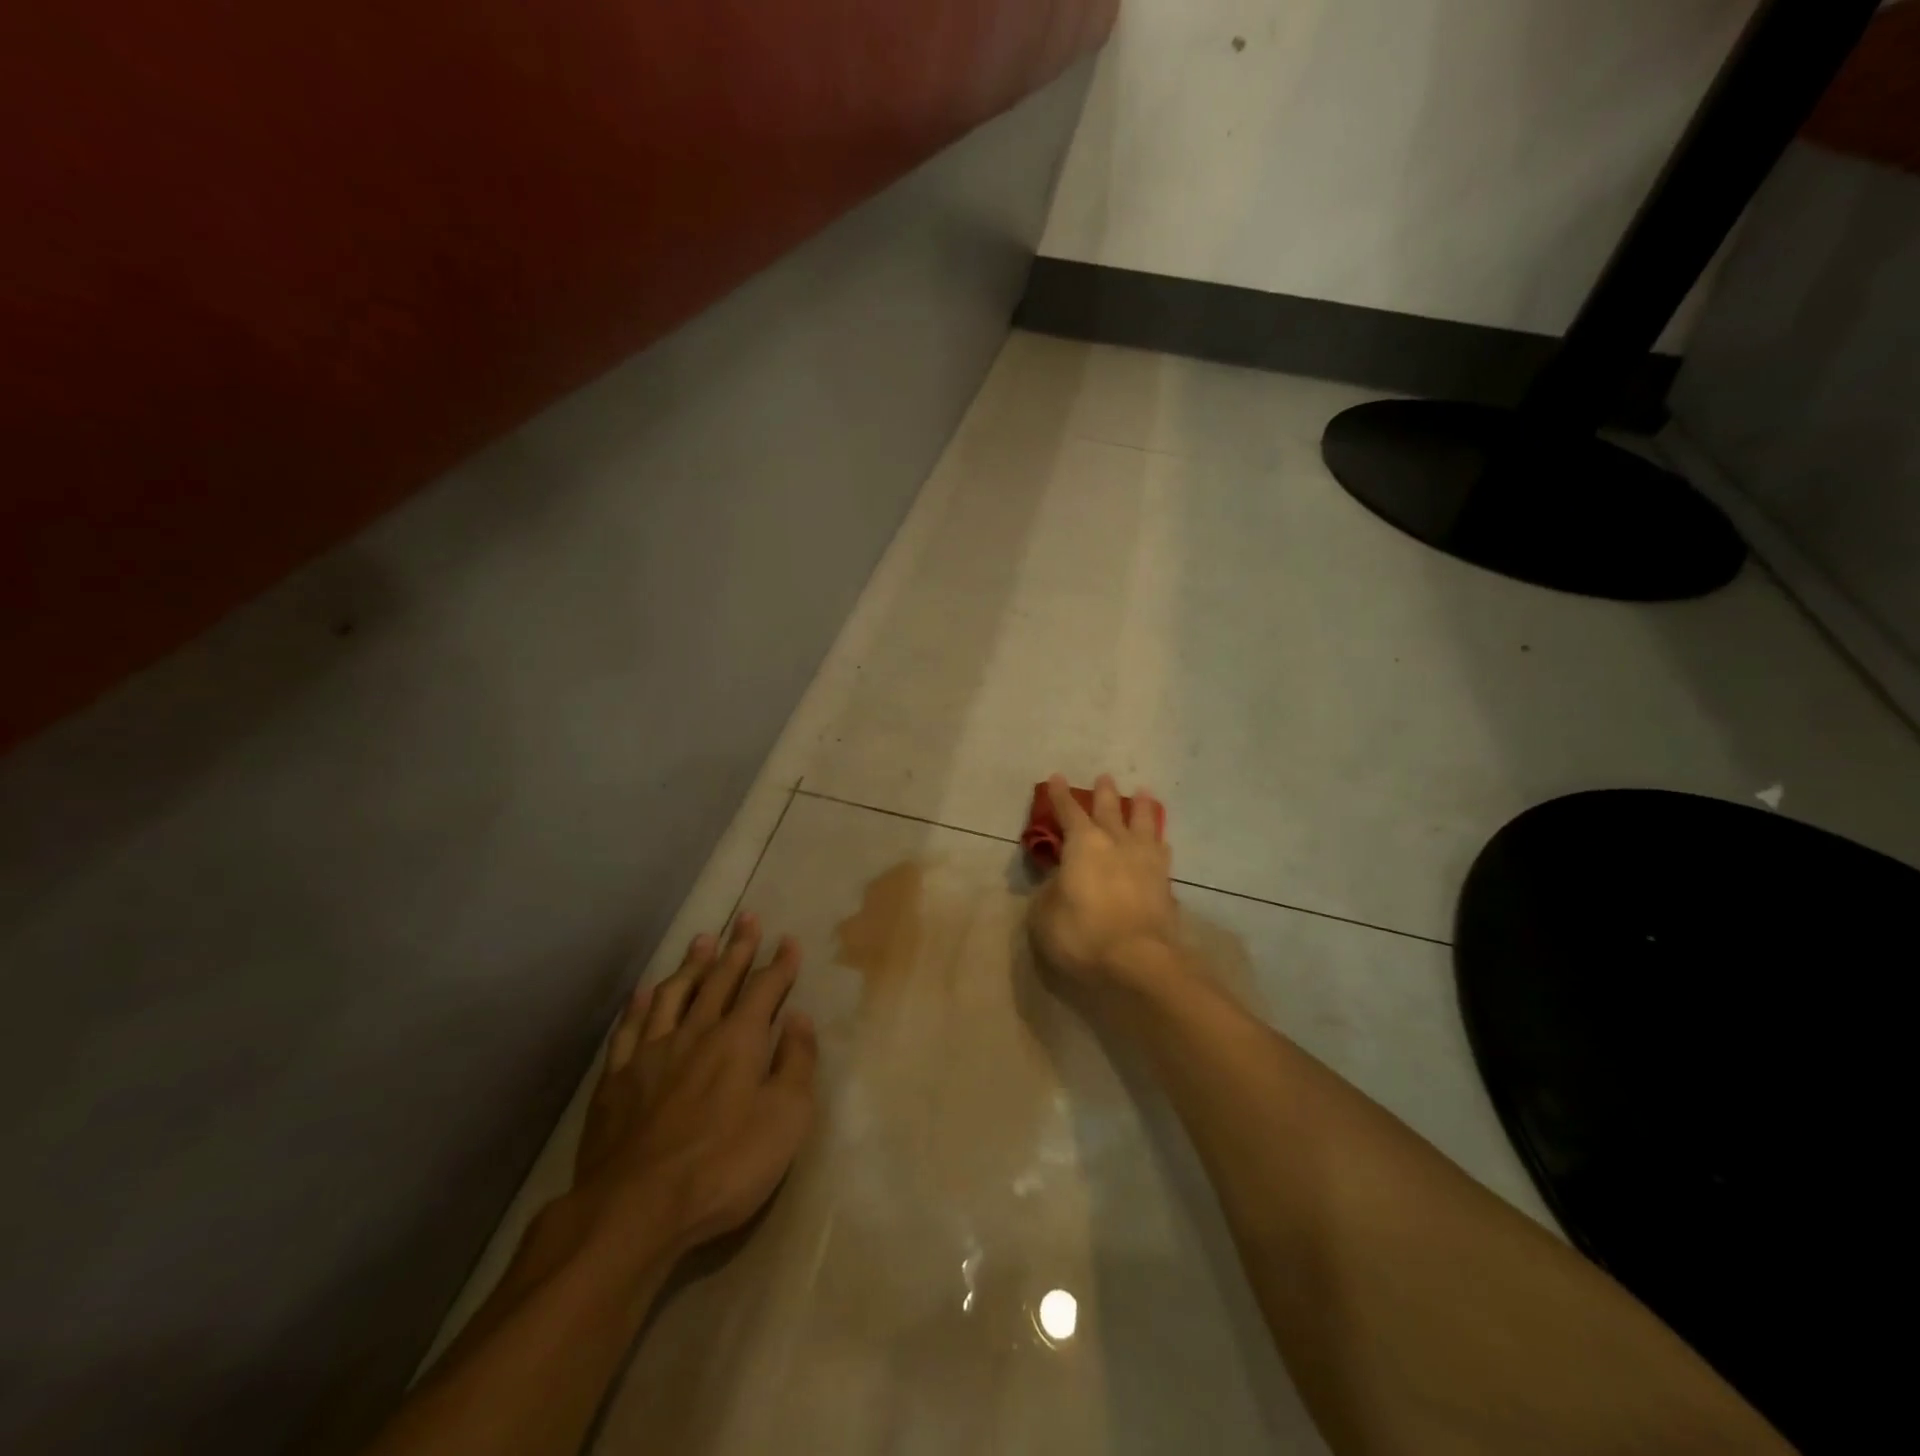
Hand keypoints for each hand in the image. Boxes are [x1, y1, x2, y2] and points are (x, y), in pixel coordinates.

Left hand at [572, 914, 818, 1261]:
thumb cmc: (725, 1165)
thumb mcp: (786, 1119)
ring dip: (692, 964)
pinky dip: (641, 1005)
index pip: (765, 989)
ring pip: (674, 993)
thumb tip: (800, 1019)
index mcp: (739, 1040)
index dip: (779, 964)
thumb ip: (796, 1063)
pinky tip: (645, 992)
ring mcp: (652, 1053)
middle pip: (720, 979)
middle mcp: (696, 1032)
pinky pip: (631, 1028)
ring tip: (702, 939)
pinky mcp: (617, 1079)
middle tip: (746, 918)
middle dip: (738, 948)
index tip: (788, 941)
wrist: (637, 1208)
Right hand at [1028, 774, 1179, 988]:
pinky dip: (1158, 842)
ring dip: (1142, 807)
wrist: (1138, 960)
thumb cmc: (1082, 933)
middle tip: (1105, 776)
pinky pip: (1161, 853)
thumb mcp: (1044, 914)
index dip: (1060, 796)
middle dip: (1105, 793)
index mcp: (1083, 844)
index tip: (1057, 778)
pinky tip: (1160, 842)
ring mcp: (1144, 861)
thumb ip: (1048, 891)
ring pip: (1144, 824)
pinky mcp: (1164, 883)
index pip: (1068, 812)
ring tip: (1144, 793)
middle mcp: (1116, 843)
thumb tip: (1058, 881)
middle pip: (1110, 810)